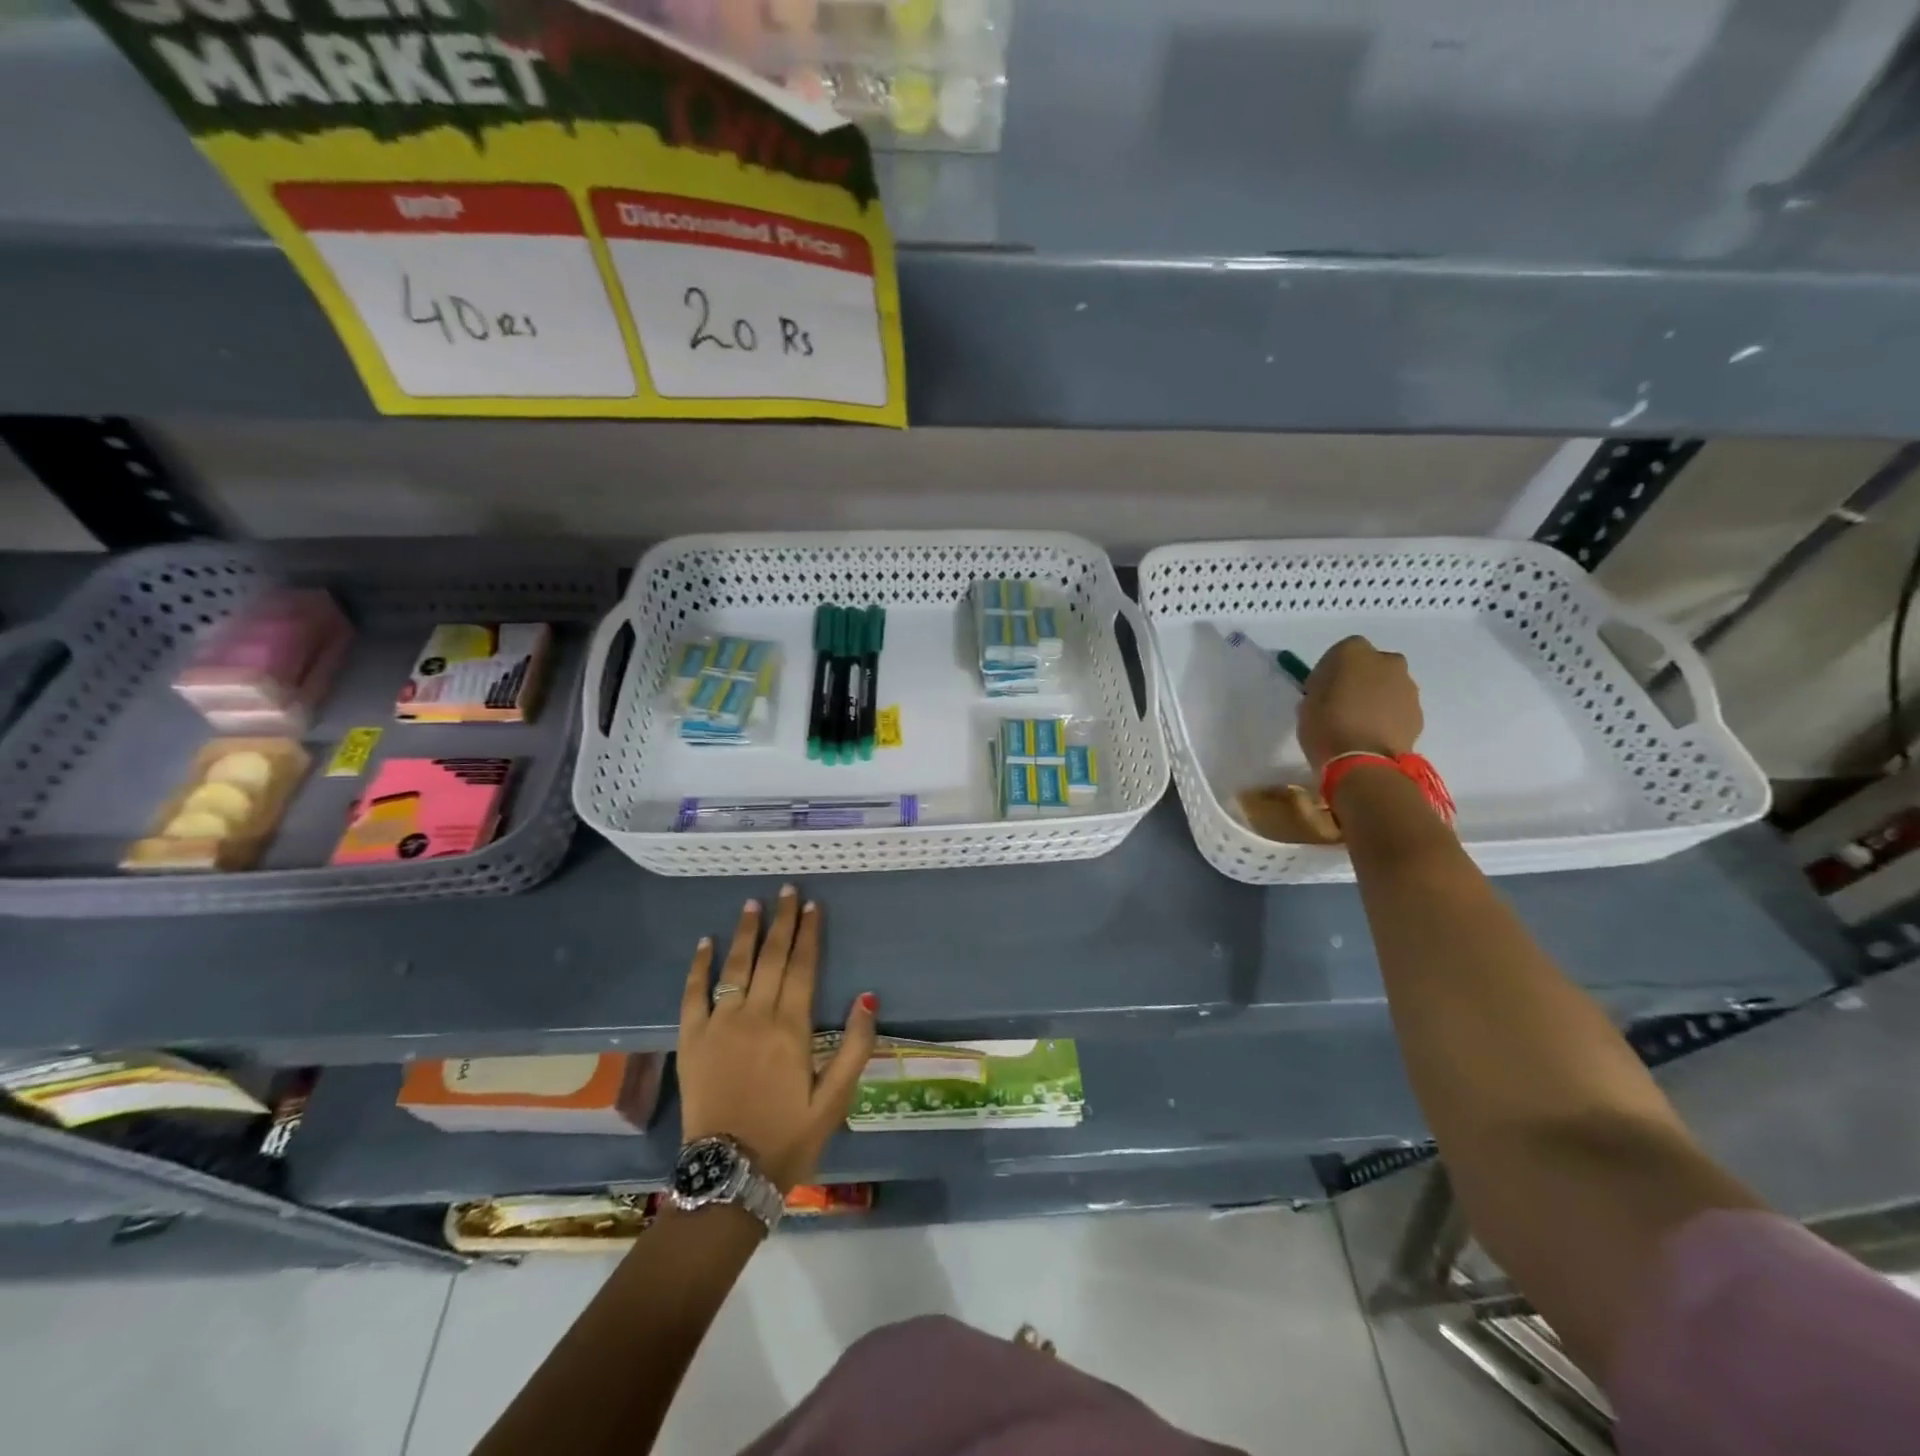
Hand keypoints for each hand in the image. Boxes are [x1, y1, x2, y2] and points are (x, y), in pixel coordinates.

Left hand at [678, 886, 877, 1192]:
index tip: (812, 905)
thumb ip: (855, 1047)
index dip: (809, 934)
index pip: (802, 967)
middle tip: (787, 890)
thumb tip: (868, 997)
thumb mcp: (835, 1100)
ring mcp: (718, 1025)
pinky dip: (699, 966)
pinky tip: (705, 943)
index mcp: (791, 1029)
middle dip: (781, 921)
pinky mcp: (691, 1041)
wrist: (728, 1176)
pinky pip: (693, 994)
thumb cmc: (788, 1138)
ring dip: (745, 933)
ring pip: (735, 967)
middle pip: (771, 958)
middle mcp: (754, 1016)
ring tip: (753, 903)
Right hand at [1298, 635, 1423, 771]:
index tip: (1319, 691)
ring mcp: (1407, 687)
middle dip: (1359, 679)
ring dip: (1376, 697)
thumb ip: (1321, 690)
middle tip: (1343, 703)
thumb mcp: (1307, 704)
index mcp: (1353, 652)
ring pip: (1388, 686)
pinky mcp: (1418, 712)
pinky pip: (1398, 708)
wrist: (1364, 762)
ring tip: (1359, 723)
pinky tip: (1373, 735)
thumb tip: (1329, 692)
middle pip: (1371, 666)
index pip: (1339, 653)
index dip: (1329, 672)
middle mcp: (1386, 661)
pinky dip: (1388, 716)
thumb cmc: (1326, 727)